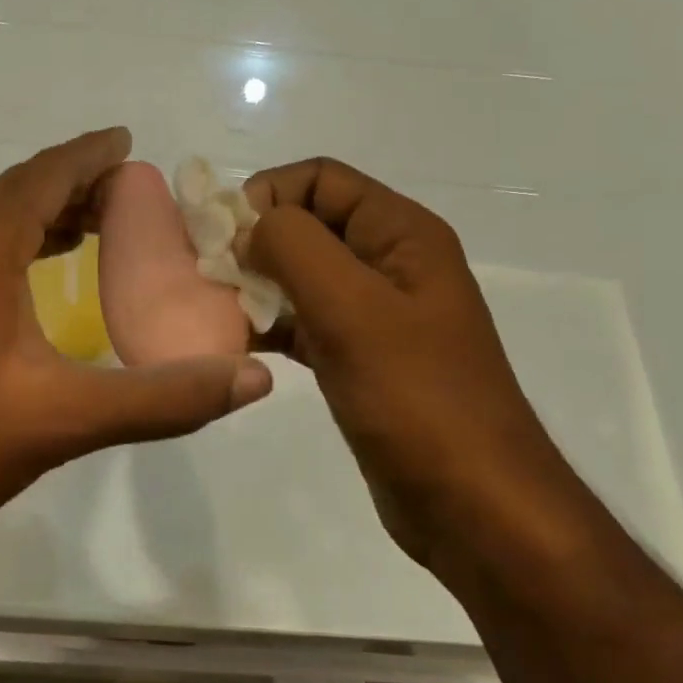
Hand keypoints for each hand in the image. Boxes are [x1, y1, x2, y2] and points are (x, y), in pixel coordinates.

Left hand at [0, 129, 273, 534]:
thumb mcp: (68, 418)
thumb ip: (164, 397)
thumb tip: (252, 381)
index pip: (46, 175)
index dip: (92, 155)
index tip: (130, 143)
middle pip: (21, 187)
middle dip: (77, 181)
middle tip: (132, 189)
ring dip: (47, 209)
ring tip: (101, 221)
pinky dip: (20, 238)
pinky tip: (44, 265)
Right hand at [241, 158, 562, 568]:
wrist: (472, 504)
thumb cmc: (416, 397)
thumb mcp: (352, 308)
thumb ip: (294, 246)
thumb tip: (249, 226)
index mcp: (401, 233)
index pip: (321, 178)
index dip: (269, 193)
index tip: (225, 237)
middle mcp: (389, 262)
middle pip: (308, 223)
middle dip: (256, 241)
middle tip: (211, 276)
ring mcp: (375, 312)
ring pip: (302, 274)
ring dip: (257, 283)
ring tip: (216, 311)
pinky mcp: (359, 356)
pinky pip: (304, 321)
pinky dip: (270, 324)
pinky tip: (238, 344)